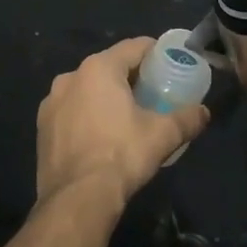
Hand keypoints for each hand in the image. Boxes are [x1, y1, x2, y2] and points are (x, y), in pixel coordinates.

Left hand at [35, 38, 209, 210]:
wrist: (77, 200)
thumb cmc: (122, 155)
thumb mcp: (163, 135)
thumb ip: (187, 119)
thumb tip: (204, 113)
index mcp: (99, 68)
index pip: (134, 47)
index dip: (155, 52)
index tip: (170, 63)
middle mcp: (71, 77)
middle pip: (109, 66)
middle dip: (131, 77)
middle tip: (153, 92)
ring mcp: (51, 102)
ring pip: (87, 89)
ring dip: (106, 96)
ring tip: (126, 116)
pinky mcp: (42, 128)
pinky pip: (71, 111)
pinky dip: (87, 115)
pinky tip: (101, 136)